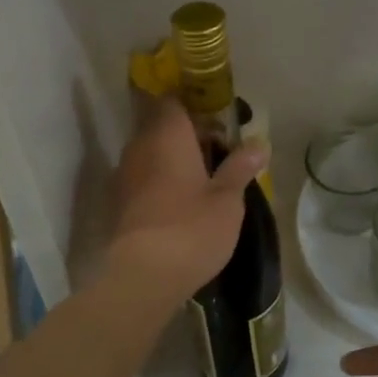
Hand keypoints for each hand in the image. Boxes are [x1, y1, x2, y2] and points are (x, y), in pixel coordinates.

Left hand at [108, 98, 265, 304]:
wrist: (143, 276)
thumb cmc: (192, 228)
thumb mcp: (228, 199)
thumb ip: (241, 167)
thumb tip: (259, 144)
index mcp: (167, 135)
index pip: (173, 100)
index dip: (195, 104)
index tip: (218, 119)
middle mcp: (140, 146)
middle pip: (161, 126)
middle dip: (188, 134)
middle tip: (219, 151)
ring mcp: (124, 175)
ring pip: (151, 153)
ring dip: (174, 159)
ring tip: (204, 179)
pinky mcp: (118, 203)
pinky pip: (143, 177)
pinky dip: (161, 181)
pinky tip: (181, 202)